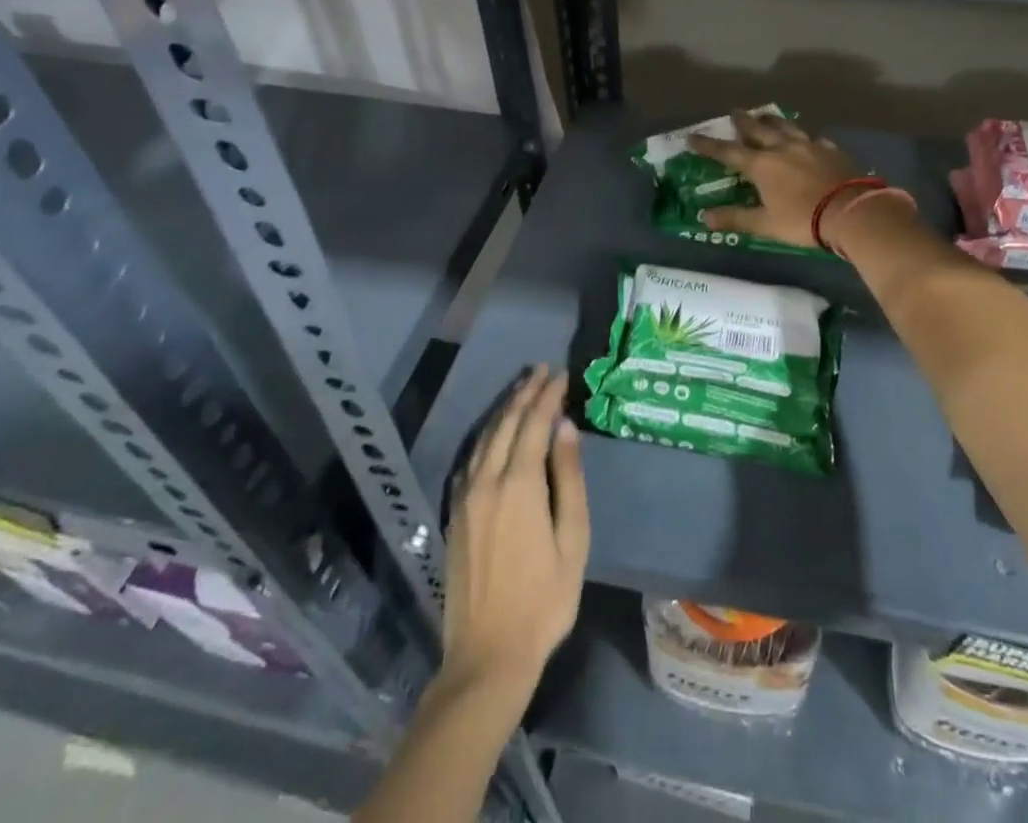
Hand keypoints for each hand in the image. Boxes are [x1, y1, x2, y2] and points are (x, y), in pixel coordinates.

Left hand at [441, 366, 588, 693]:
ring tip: (522, 389)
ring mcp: (465, 498)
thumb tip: (565, 427)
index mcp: (519, 485)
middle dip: (525, 393)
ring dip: (504, 409)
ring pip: (485, 437)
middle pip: (506, 423)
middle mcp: (487, 481)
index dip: (548, 395)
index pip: (534, 423)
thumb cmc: (544, 600)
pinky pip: (471, 459)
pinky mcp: (455, 514)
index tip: (562, 374)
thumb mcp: (572, 540)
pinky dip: (487, 435)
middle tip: (542, 370)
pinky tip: (494, 431)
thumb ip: (569, 478)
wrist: (487, 656)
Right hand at [688, 108, 865, 249]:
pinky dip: (802, 136)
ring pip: (785, 126)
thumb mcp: (765, 224)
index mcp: (761, 165)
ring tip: (763, 114)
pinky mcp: (830, 149)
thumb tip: (703, 218)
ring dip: (771, 120)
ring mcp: (808, 145)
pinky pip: (811, 137)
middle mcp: (781, 147)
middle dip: (742, 121)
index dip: (708, 145)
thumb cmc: (803, 219)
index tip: (692, 136)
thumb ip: (735, 218)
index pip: (727, 151)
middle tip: (733, 112)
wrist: (851, 211)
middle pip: (757, 128)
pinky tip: (805, 138)